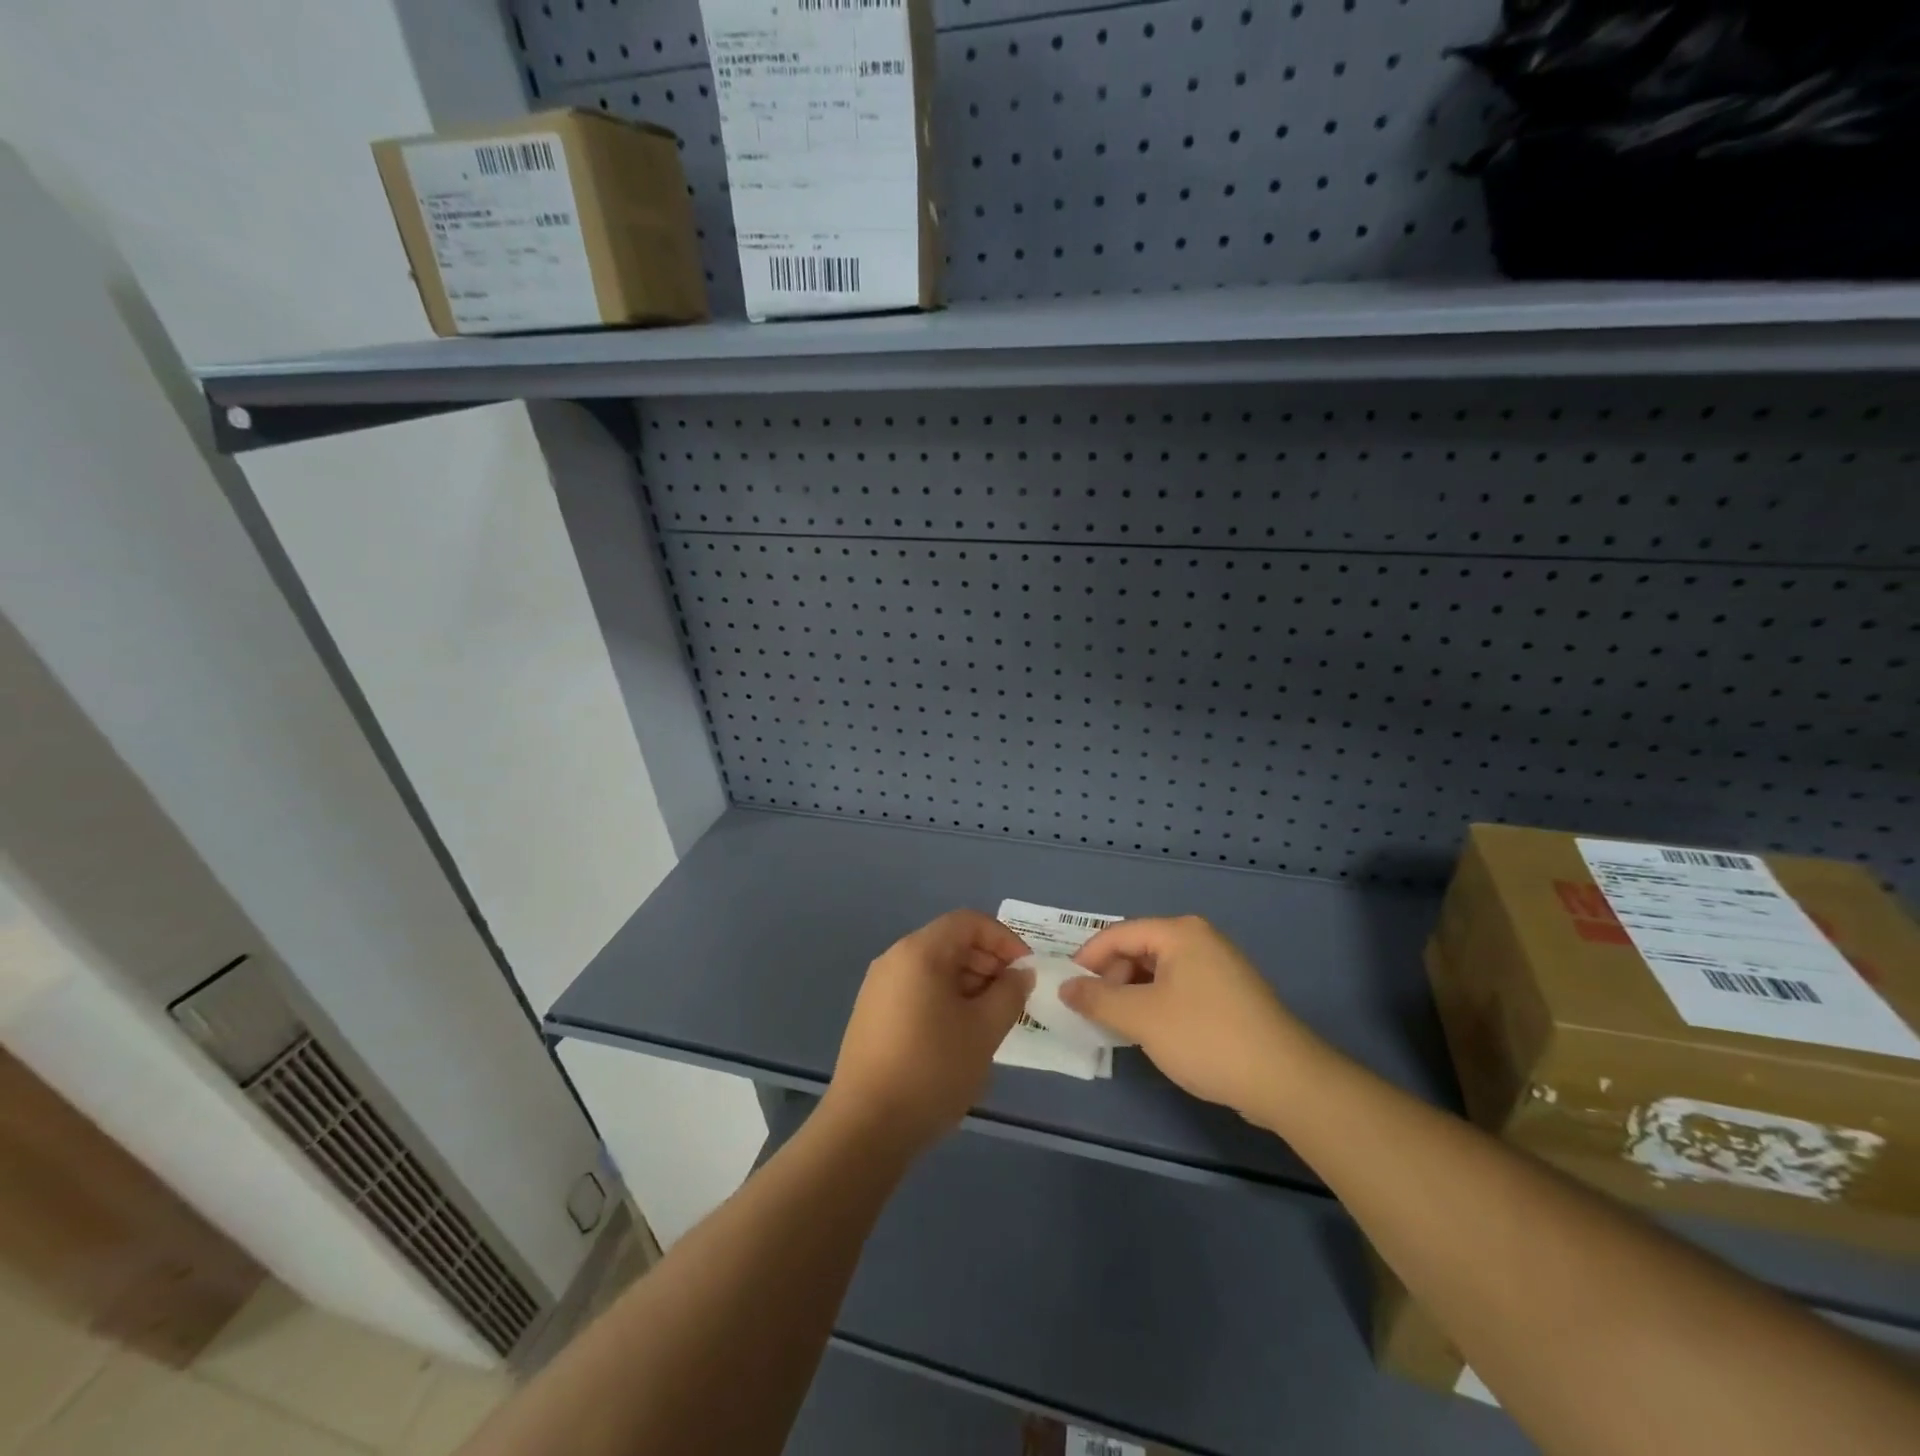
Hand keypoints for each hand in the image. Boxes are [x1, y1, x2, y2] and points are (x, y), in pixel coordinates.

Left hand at [823, 909, 1031, 1155]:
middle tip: (1014, 1000)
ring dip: (969, 985)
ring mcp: (878, 988)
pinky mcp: (872, 1015)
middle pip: (950, 942)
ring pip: (934, 969)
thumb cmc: (932, 1069)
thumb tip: (1020, 973)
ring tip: (992, 1022)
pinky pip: (917, 991)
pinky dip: (946, 1000)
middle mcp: (894, 959)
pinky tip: (960, 1037)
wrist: (866, 1127)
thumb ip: (1010, 993)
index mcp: (919, 952)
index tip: (1027, 973)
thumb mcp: (984, 1030)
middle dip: (988, 963)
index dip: (1004, 940)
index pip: (969, 922)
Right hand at [1063, 916, 1322, 1121]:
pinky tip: (1151, 1033)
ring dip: (1132, 995)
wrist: (1285, 1080)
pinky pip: (1179, 988)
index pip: (1118, 934)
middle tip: (1092, 1012)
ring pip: (1158, 972)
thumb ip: (1097, 999)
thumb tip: (1065, 988)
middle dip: (1111, 979)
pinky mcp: (1230, 994)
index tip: (1066, 988)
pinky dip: (1157, 1004)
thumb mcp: (1142, 1018)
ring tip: (1117, 1026)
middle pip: (1138, 950)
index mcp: (1179, 933)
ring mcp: (1219, 966)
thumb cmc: (1205, 1038)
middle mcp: (1199, 939)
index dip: (1086, 959)